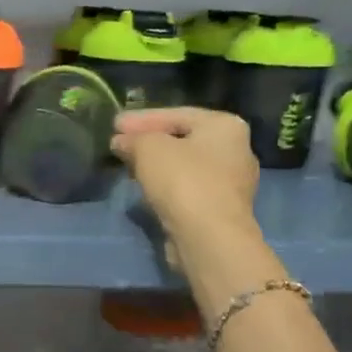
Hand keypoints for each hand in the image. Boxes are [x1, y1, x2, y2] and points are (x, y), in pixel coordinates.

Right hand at [113, 108, 259, 262]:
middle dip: (149, 140)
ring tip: (128, 165)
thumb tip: (121, 141)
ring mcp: (232, 182)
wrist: (208, 237)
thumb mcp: (148, 148)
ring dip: (156, 164)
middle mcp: (236, 150)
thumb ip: (133, 138)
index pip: (176, 114)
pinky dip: (166, 184)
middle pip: (183, 139)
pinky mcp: (221, 209)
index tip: (114, 124)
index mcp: (225, 126)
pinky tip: (145, 187)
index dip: (141, 118)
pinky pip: (188, 188)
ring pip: (185, 165)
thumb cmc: (182, 181)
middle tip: (120, 143)